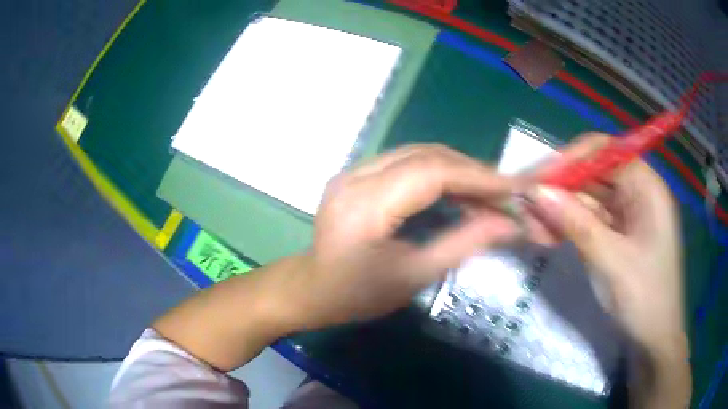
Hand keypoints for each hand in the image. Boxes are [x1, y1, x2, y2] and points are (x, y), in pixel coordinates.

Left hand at [288, 144, 519, 328]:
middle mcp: (356, 175)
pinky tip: (457, 189)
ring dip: (458, 169)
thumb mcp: (414, 276)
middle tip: (505, 191)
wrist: (312, 289)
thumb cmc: (357, 294)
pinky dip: (438, 172)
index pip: (432, 173)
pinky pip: (406, 162)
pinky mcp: (357, 174)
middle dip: (472, 170)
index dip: (478, 176)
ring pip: (418, 154)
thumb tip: (510, 224)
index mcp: (365, 204)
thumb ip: (463, 244)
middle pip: (426, 156)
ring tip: (488, 191)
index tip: (514, 186)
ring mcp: (353, 170)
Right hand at [523, 134, 689, 406]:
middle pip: (595, 173)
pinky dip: (571, 224)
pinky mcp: (619, 233)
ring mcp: (629, 214)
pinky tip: (551, 233)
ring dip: (563, 208)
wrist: (655, 339)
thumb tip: (535, 191)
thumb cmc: (645, 298)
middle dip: (563, 186)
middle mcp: (638, 192)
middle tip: (528, 204)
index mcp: (647, 186)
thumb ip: (576, 223)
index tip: (539, 179)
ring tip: (533, 223)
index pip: (605, 152)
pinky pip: (592, 218)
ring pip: (590, 197)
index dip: (571, 159)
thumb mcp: (611, 261)